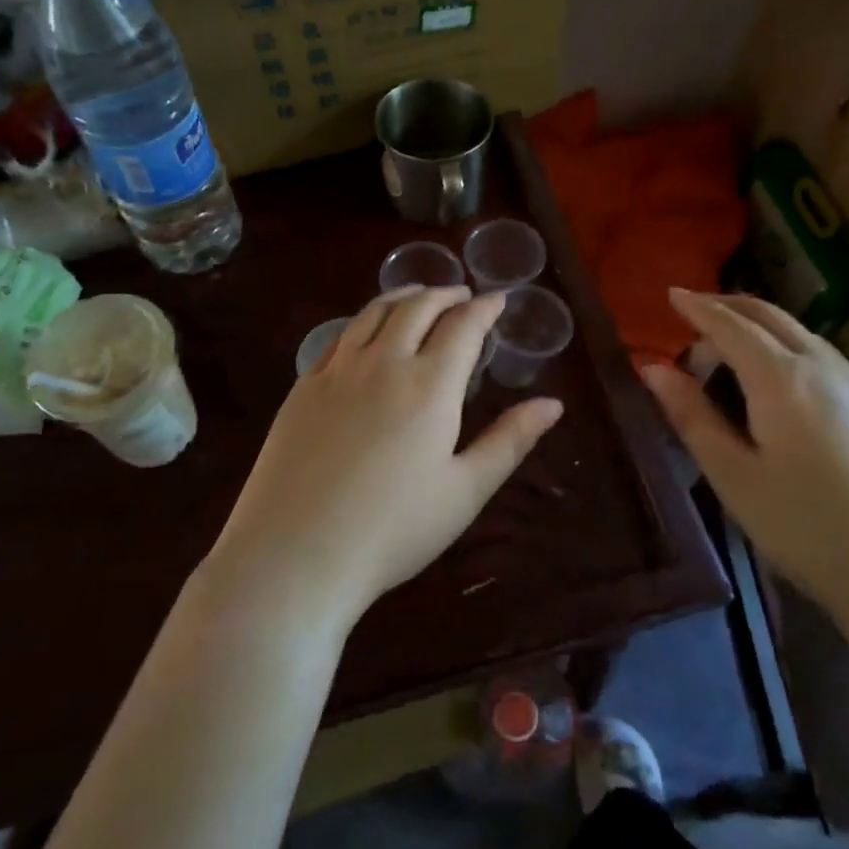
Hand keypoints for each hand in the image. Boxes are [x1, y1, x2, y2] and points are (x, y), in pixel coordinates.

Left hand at [207, 287, 563, 632]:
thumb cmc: (393, 530)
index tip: (498, 299)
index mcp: (430, 385)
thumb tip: (553, 404)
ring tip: (418, 296)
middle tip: (462, 295)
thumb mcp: (465, 491)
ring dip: (403, 297)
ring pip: (373, 313)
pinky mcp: (302, 387)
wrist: (296, 554)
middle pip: (417, 307)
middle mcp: (383, 363)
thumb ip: (510, 441)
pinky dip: (363, 321)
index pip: (463, 326)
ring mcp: (337, 371)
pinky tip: (366, 333)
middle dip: (445, 294)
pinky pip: (339, 337)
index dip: (485, 308)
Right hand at [640, 289, 848, 619]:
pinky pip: (827, 360)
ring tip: (732, 350)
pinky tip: (785, 385)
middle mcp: (825, 368)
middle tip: (697, 309)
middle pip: (772, 317)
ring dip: (762, 329)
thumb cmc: (806, 528)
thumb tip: (653, 368)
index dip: (699, 308)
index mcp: (782, 379)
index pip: (732, 326)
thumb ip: (692, 416)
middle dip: (730, 306)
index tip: (672, 294)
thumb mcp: (733, 476)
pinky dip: (791, 350)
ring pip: (804, 336)